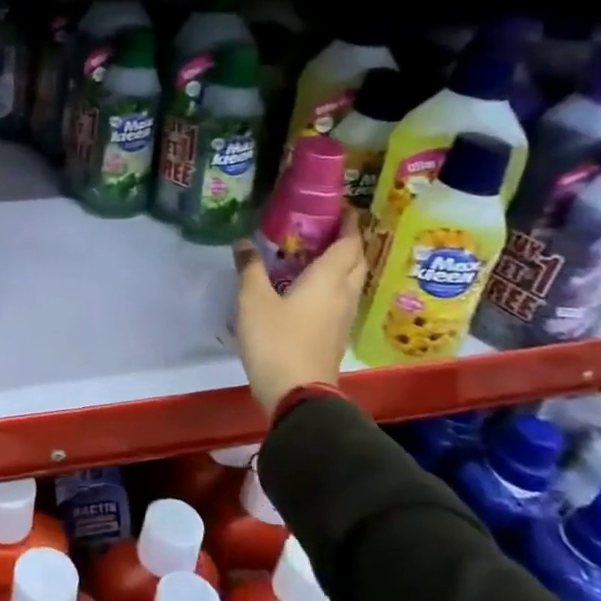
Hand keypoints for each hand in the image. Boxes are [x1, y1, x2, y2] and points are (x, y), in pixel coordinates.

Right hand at [232, 210, 368, 414]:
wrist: (297, 393)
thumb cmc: (276, 340)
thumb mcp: (253, 300)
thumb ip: (250, 268)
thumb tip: (244, 242)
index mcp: (328, 280)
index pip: (348, 244)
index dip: (348, 224)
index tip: (343, 207)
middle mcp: (343, 294)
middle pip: (356, 262)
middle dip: (349, 242)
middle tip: (328, 228)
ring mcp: (343, 318)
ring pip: (352, 281)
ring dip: (343, 264)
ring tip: (319, 253)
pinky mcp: (335, 335)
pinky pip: (342, 298)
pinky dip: (334, 284)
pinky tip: (312, 287)